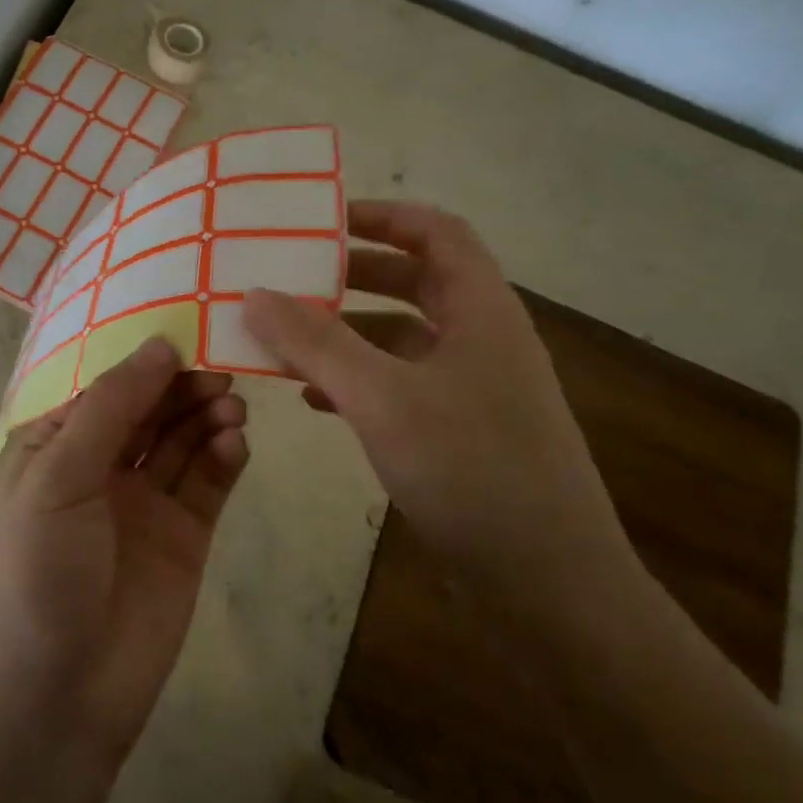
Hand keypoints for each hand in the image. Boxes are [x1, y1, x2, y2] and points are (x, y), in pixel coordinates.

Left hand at [0, 337, 250, 768]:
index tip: (188, 323)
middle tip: (222, 364)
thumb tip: (160, 346)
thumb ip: (110, 408)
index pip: (106, 382)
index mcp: (57, 444)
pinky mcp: (185, 536)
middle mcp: (102, 465)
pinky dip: (224, 457)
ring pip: (184, 439)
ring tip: (231, 406)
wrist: (57, 697)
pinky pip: (209, 483)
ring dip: (207, 415)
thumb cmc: (39, 572)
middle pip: (151, 407)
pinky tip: (236, 443)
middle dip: (183, 384)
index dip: (144, 355)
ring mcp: (146, 501)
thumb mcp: (58, 478)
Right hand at [242, 201, 632, 616]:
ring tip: (285, 338)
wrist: (548, 587)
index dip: (383, 215)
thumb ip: (316, 343)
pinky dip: (357, 381)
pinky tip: (313, 400)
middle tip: (290, 276)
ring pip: (401, 339)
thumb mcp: (383, 399)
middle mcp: (481, 340)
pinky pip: (400, 386)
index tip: (321, 220)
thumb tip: (254, 293)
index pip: (437, 232)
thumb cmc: (473, 472)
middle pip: (415, 282)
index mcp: (482, 312)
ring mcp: (473, 390)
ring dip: (346, 333)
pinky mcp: (459, 433)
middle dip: (352, 275)